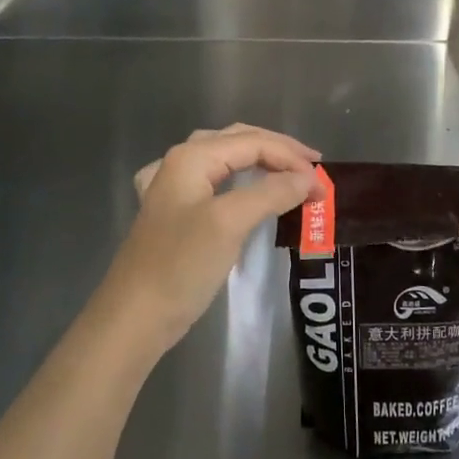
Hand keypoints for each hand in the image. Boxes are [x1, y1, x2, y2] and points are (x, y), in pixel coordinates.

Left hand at [103, 124, 323, 352]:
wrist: (134, 317)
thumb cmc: (182, 265)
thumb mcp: (230, 223)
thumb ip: (271, 192)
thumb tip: (309, 177)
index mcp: (192, 157)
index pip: (253, 142)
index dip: (292, 157)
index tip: (324, 183)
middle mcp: (179, 163)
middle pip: (238, 141)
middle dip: (278, 151)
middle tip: (313, 170)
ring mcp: (172, 188)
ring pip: (224, 159)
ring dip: (259, 163)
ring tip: (287, 174)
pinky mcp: (173, 214)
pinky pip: (212, 183)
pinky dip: (236, 180)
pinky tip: (234, 185)